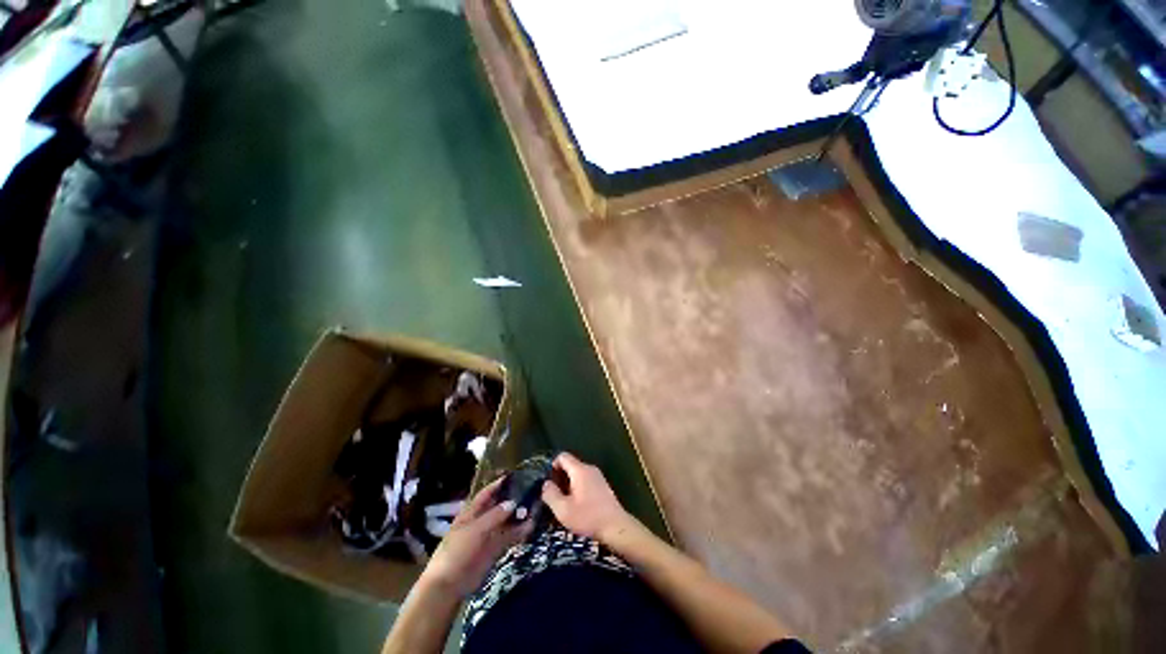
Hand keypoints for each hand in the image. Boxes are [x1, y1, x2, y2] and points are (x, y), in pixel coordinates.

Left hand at [420, 477, 533, 597]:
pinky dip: (520, 532)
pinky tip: (531, 526)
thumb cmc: (457, 551)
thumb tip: (513, 502)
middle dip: (513, 499)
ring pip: (506, 521)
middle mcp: (481, 521)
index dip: (498, 485)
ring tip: (535, 507)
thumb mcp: (474, 530)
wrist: (449, 585)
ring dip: (519, 515)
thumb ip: (494, 516)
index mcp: (471, 513)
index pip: (486, 494)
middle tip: (531, 490)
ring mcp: (488, 536)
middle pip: (499, 506)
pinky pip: (509, 537)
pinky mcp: (494, 550)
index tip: (513, 476)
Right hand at [541, 452, 636, 543]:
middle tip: (553, 496)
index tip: (547, 482)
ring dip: (568, 485)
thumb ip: (551, 494)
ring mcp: (598, 477)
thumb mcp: (563, 510)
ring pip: (577, 474)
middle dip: (559, 478)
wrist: (616, 527)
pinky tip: (576, 506)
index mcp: (580, 470)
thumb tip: (545, 484)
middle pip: (570, 465)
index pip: (563, 456)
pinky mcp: (602, 486)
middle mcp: (589, 469)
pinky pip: (585, 481)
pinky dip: (578, 489)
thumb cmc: (588, 517)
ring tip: (563, 503)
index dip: (552, 466)